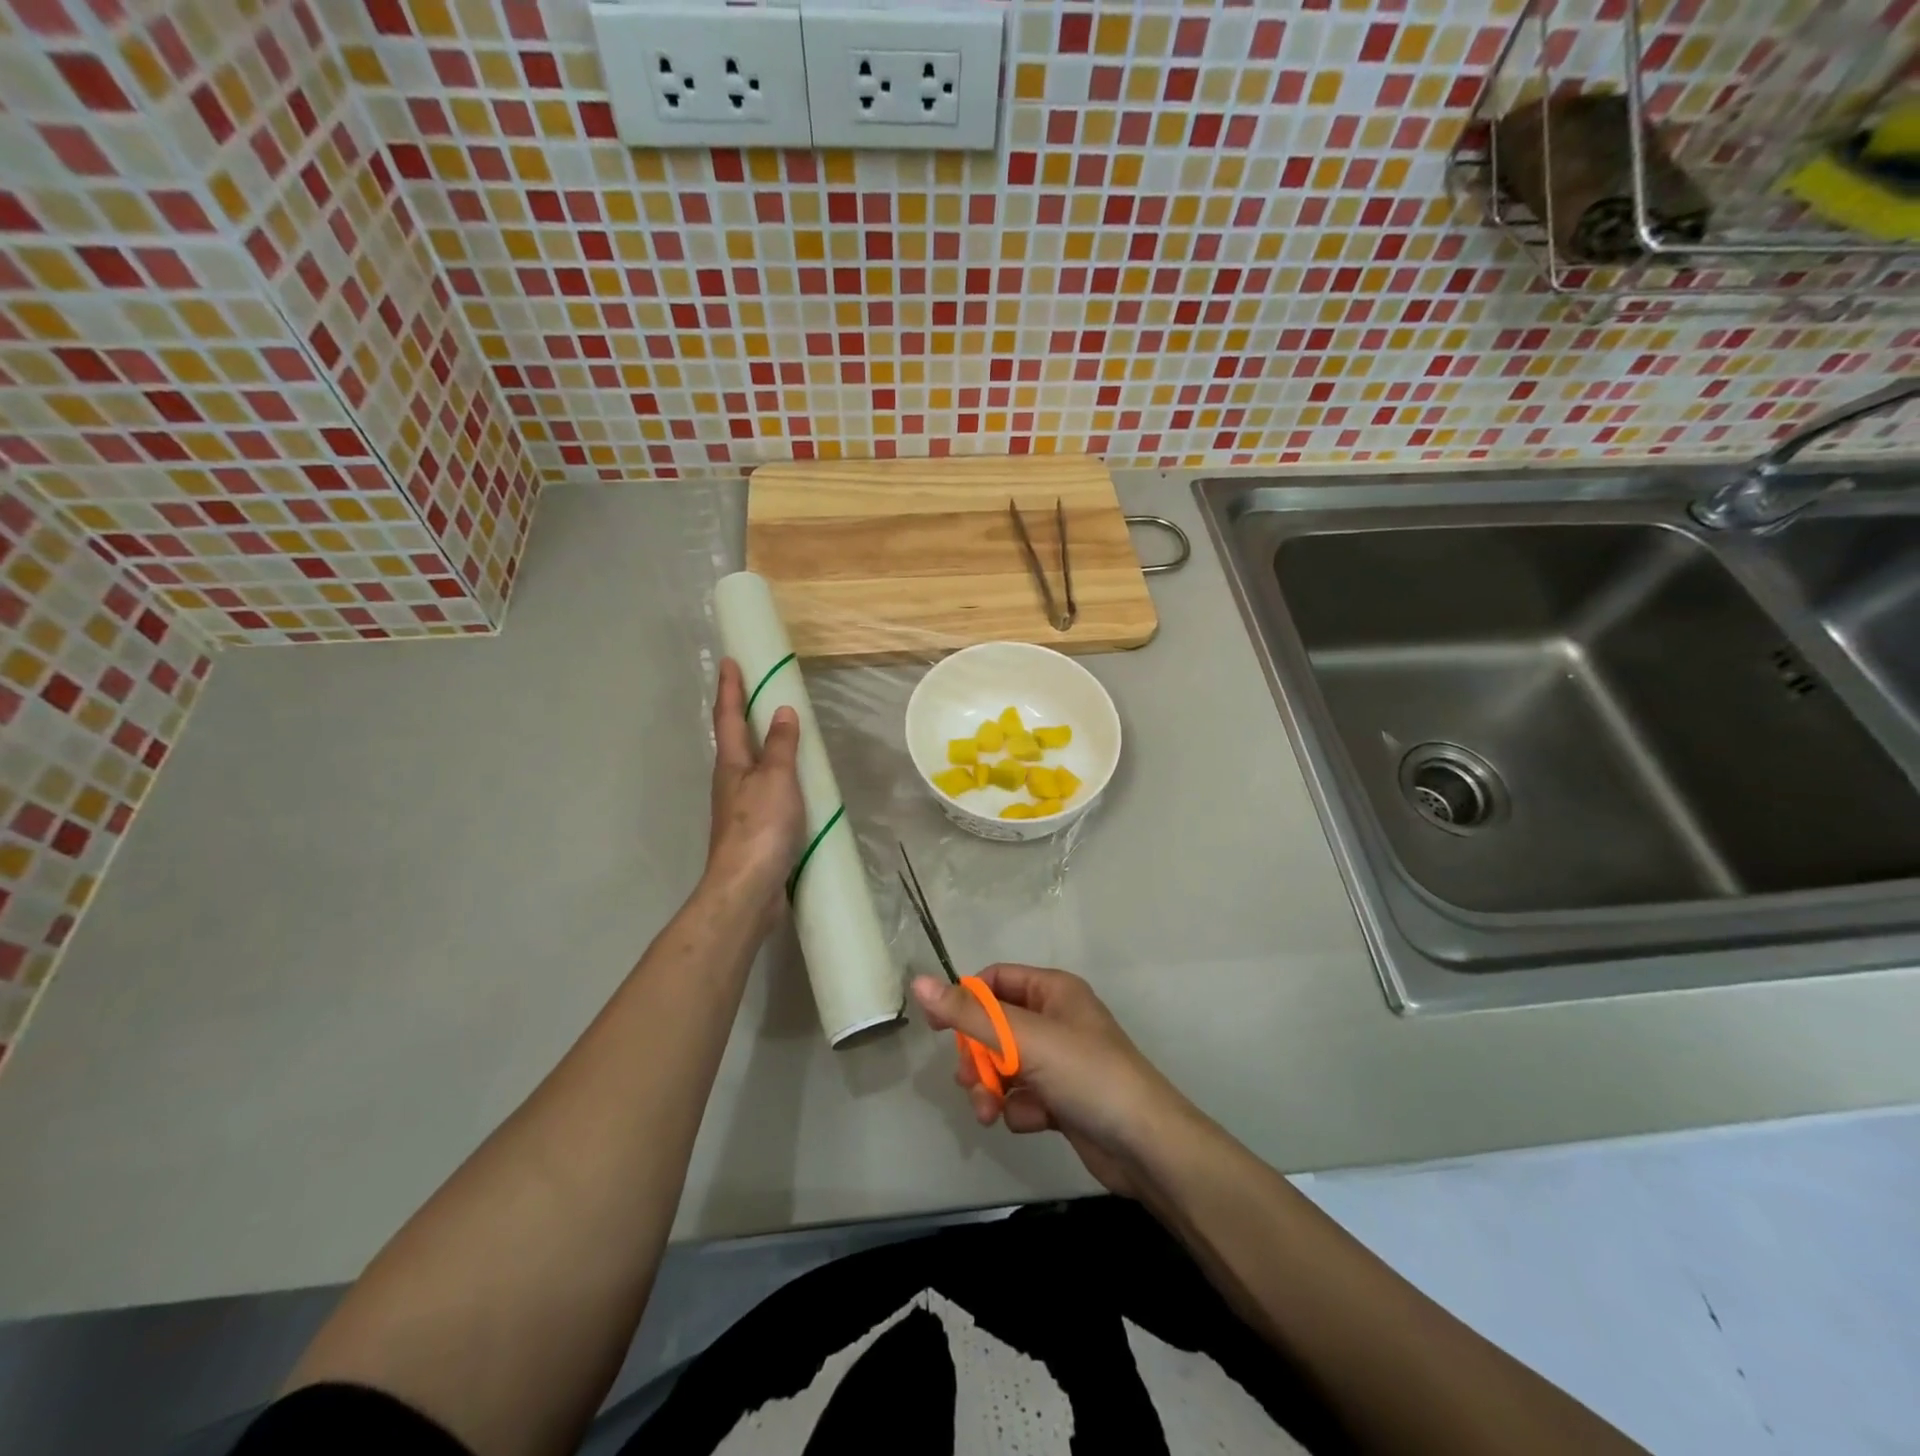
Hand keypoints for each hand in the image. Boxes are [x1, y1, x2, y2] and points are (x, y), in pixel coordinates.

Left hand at [705, 658, 805, 926]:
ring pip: (748, 766)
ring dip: (758, 745)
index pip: (729, 717)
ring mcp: (740, 808)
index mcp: (731, 765)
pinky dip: (776, 776)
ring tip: (777, 731)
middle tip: (755, 690)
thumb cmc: (760, 828)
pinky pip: (765, 791)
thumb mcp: (776, 780)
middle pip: (734, 740)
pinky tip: (791, 783)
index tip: (730, 660)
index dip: (730, 688)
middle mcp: (730, 782)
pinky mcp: (754, 831)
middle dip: (740, 713)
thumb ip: (780, 746)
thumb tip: (781, 710)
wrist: (747, 889)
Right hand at [911, 965, 1198, 1199]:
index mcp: (1053, 990)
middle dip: (977, 1056)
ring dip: (991, 1088)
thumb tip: (919, 982)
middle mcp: (1056, 1019)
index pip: (995, 980)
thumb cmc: (1087, 1074)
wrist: (1145, 1147)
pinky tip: (1034, 1122)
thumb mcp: (1025, 1039)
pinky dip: (1019, 1109)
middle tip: (969, 1080)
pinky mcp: (1062, 1099)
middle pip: (995, 1027)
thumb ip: (970, 1014)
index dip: (965, 1000)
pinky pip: (1022, 1095)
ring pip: (1004, 1066)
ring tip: (990, 1112)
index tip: (938, 1028)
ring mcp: (1060, 1061)